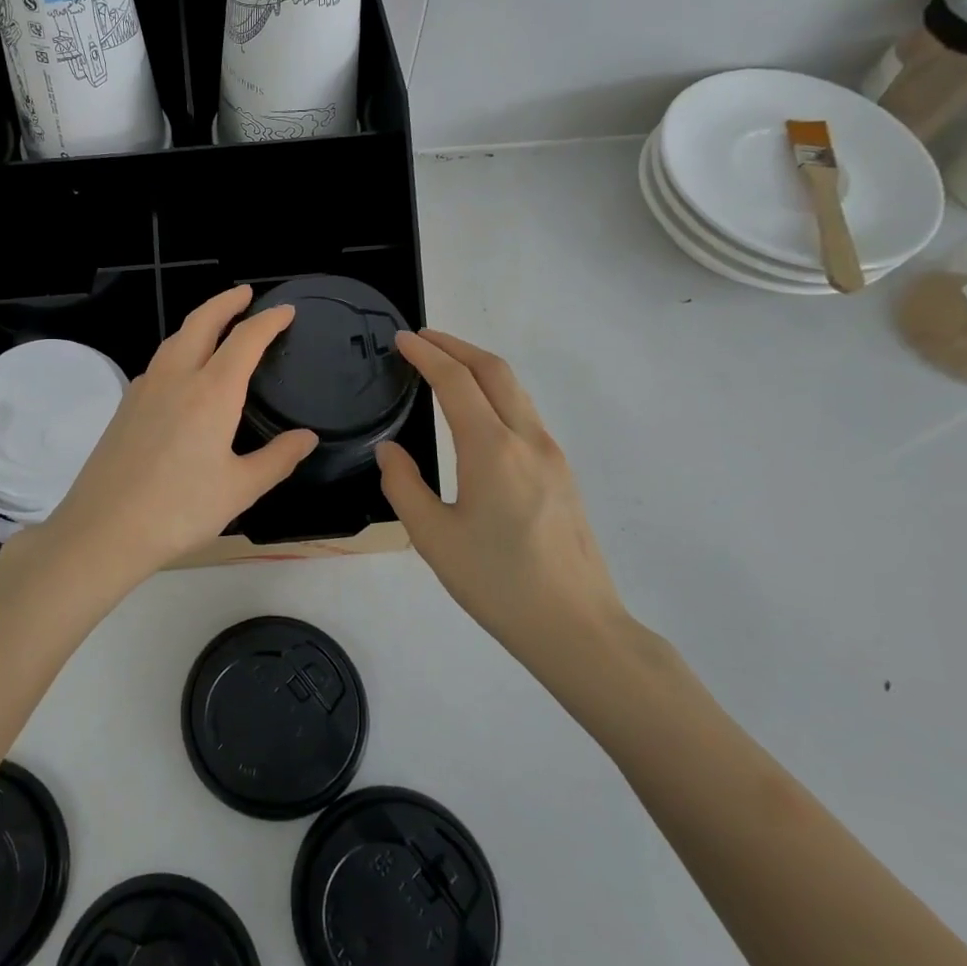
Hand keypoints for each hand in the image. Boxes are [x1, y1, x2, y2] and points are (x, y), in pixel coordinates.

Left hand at [35, 286, 318, 588]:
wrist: (104, 529)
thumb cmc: (180, 510)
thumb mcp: (240, 489)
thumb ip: (278, 459)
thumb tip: (306, 438)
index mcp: (211, 392)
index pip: (245, 339)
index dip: (269, 321)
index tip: (286, 311)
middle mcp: (176, 378)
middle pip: (201, 321)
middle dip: (226, 301)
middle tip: (246, 294)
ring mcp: (144, 389)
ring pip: (174, 339)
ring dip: (199, 323)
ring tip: (217, 327)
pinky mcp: (125, 406)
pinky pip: (158, 363)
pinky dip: (178, 351)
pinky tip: (184, 374)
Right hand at [375, 330, 630, 682]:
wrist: (576, 626)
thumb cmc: (497, 583)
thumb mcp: (434, 537)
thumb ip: (404, 485)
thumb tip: (389, 450)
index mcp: (491, 449)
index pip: (456, 382)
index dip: (427, 355)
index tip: (402, 339)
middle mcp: (527, 439)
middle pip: (495, 370)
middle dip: (456, 346)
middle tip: (422, 339)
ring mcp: (551, 454)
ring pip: (515, 390)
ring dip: (479, 368)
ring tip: (446, 367)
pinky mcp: (562, 473)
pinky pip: (525, 414)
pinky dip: (496, 394)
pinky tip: (477, 412)